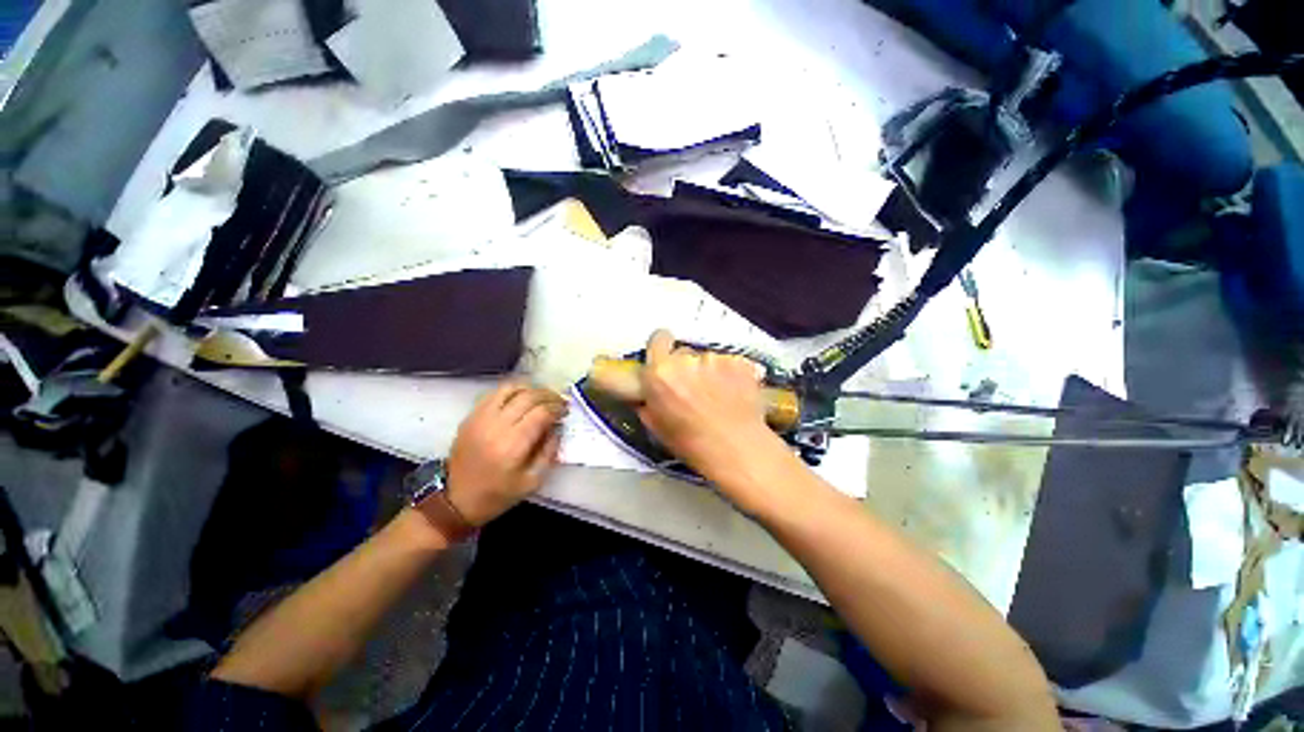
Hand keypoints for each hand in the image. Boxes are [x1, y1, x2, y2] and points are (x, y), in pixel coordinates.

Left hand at [445, 381, 565, 525]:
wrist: (455, 500)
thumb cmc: (498, 494)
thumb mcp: (532, 481)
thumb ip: (549, 452)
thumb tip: (557, 427)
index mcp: (512, 446)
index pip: (541, 413)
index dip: (557, 408)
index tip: (566, 411)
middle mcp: (495, 427)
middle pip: (528, 397)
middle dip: (549, 396)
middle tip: (560, 401)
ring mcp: (480, 419)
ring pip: (511, 389)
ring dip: (531, 389)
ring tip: (542, 396)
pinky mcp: (470, 417)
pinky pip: (494, 393)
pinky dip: (513, 391)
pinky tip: (522, 397)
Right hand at [636, 330, 796, 504]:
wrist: (739, 451)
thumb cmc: (693, 444)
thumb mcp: (657, 426)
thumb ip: (648, 400)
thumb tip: (647, 389)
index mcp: (661, 373)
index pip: (658, 339)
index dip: (662, 349)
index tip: (667, 362)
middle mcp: (686, 359)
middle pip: (683, 352)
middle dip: (686, 367)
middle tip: (693, 389)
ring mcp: (716, 358)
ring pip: (707, 359)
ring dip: (709, 372)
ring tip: (719, 396)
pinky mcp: (740, 361)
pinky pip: (729, 363)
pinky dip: (730, 375)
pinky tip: (735, 395)